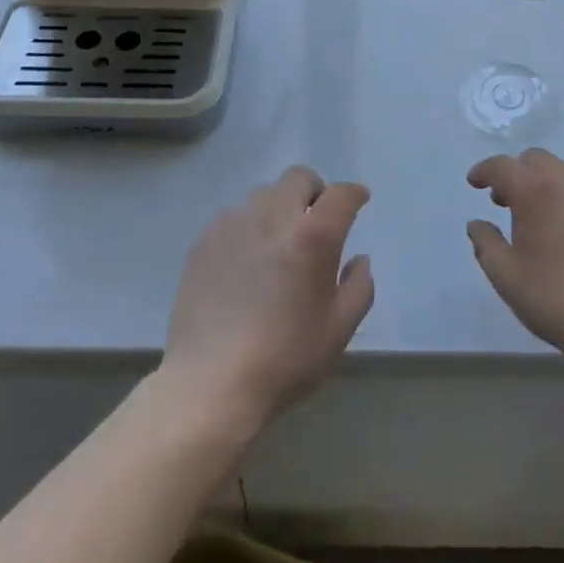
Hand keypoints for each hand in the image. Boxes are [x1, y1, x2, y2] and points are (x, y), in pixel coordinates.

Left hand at [162, 166, 374, 431]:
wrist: (211, 384)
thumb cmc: (285, 358)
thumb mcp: (339, 329)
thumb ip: (359, 286)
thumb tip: (358, 260)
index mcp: (313, 235)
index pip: (341, 194)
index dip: (354, 194)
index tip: (359, 201)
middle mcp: (273, 216)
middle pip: (298, 178)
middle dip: (314, 192)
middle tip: (315, 223)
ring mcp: (234, 224)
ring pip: (264, 195)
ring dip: (279, 209)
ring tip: (277, 245)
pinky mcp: (205, 240)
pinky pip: (234, 217)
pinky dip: (248, 228)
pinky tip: (245, 264)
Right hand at [467, 149, 563, 367]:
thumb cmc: (556, 299)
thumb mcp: (506, 276)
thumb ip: (486, 243)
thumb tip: (477, 224)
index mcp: (537, 191)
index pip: (503, 166)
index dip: (484, 170)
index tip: (474, 182)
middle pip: (537, 160)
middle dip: (516, 173)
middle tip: (506, 201)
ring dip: (545, 184)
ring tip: (540, 217)